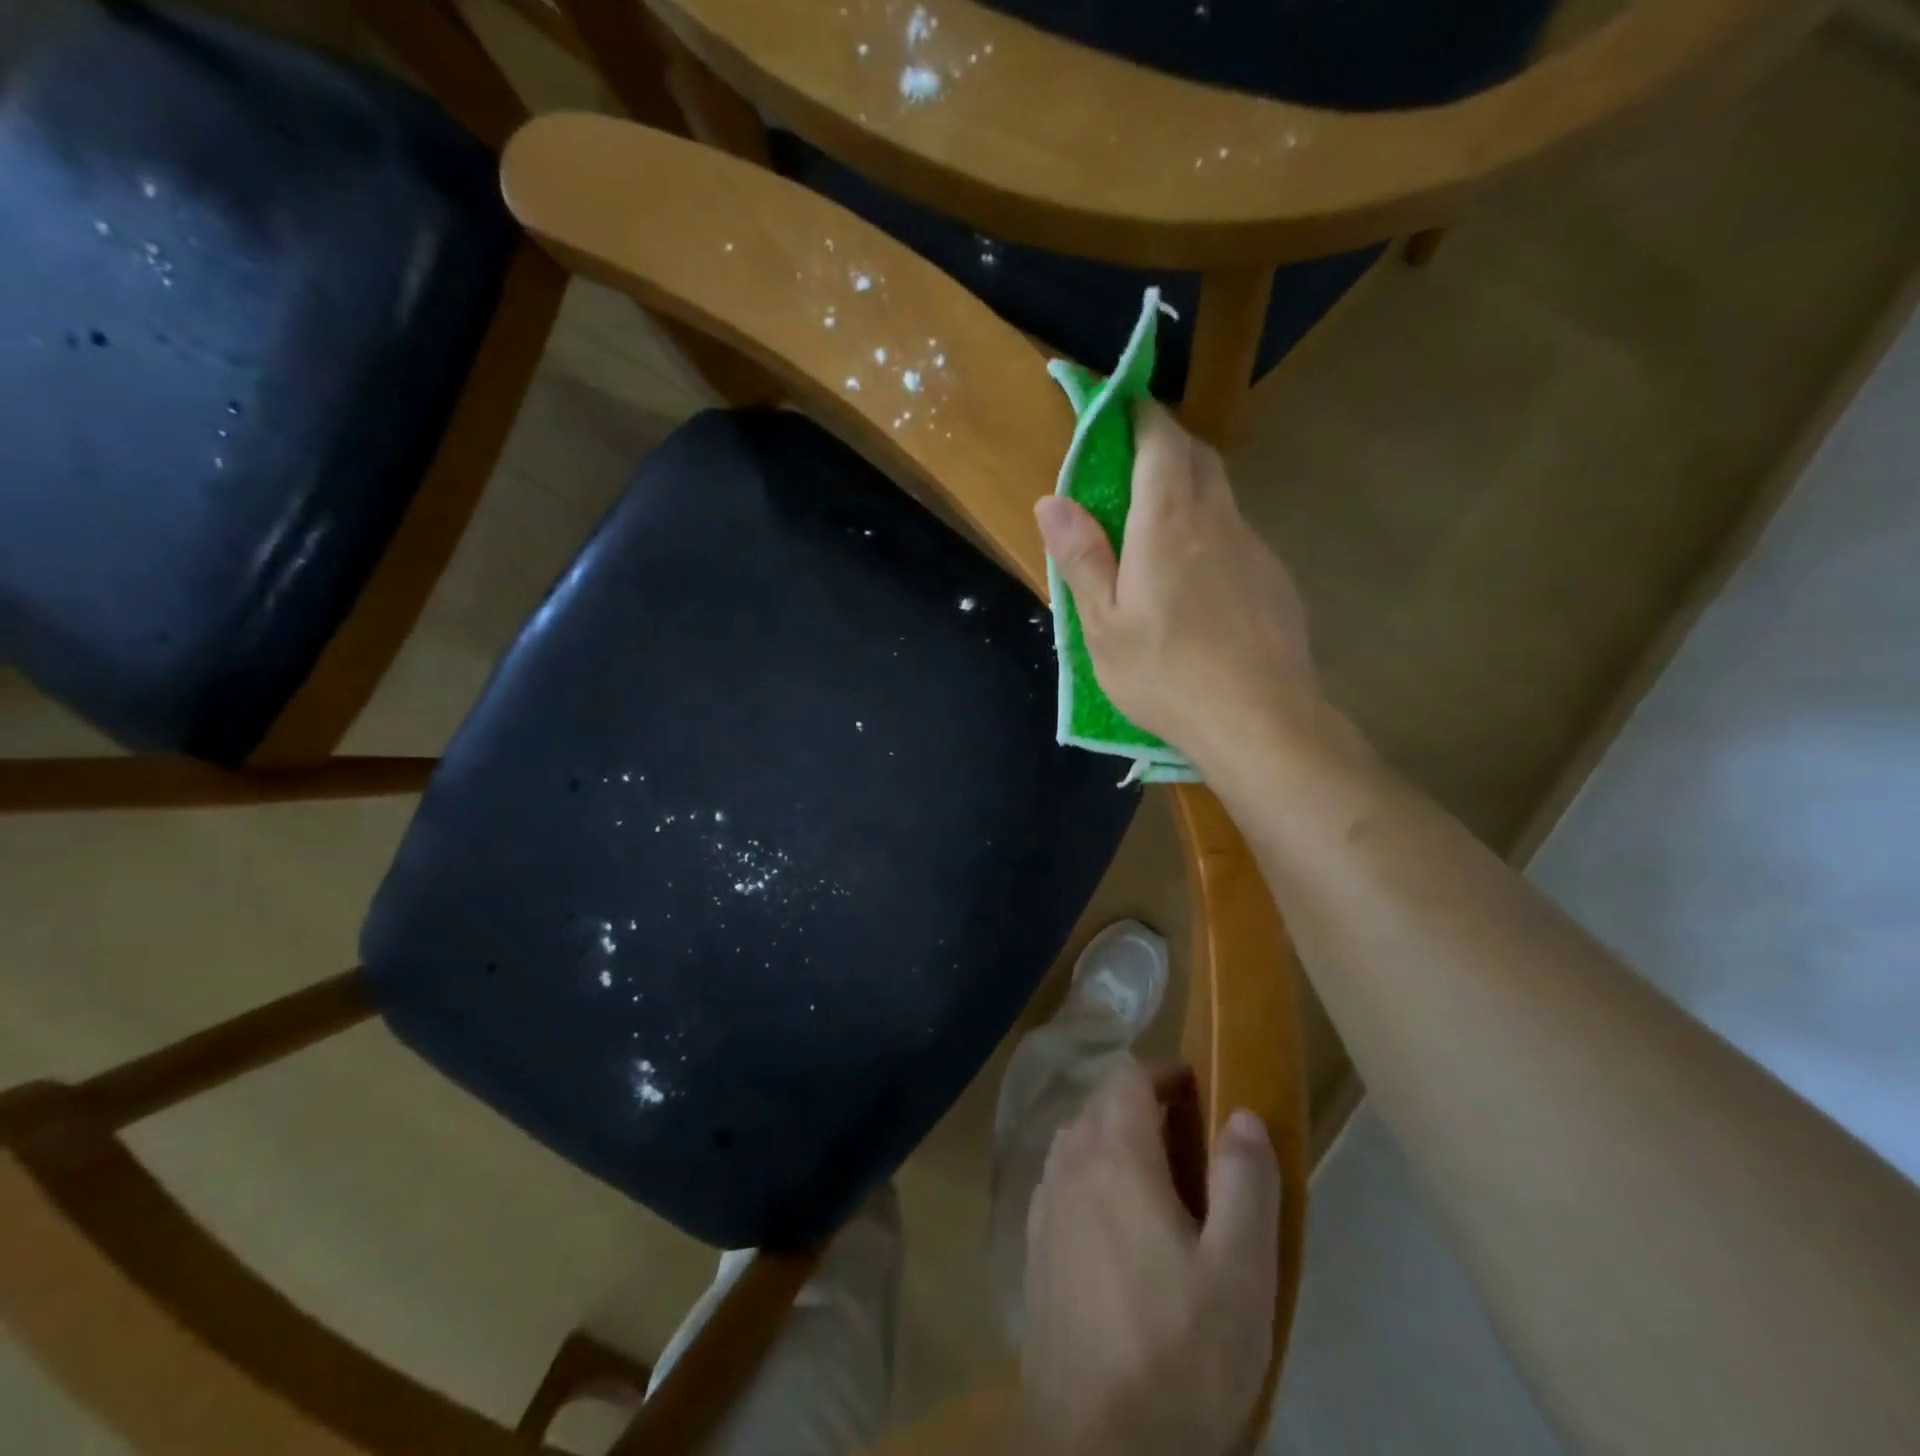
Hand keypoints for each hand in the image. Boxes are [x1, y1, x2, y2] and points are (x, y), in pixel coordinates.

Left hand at [1021, 1062, 1281, 1455]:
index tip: (1199, 1090)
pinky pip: (1059, 1183)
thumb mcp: (1240, 1274)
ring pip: (1075, 1142)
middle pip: (1100, 1106)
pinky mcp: (1034, 1250)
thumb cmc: (1180, 1357)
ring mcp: (1044, 1208)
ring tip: (1155, 1178)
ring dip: (1112, 1139)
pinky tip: (1113, 1225)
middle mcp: (1070, 1167)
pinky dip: (1088, 1176)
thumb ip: (1245, 1183)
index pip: (1129, 1080)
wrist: (1096, 1451)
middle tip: (1188, 1138)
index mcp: (1115, 1158)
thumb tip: (1242, 1114)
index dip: (1164, 1073)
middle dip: (1141, 1104)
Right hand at [1034, 402, 1315, 772]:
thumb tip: (1051, 500)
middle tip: (1133, 466)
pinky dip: (1213, 535)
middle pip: (1198, 457)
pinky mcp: (1275, 580)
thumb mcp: (1103, 626)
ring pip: (1222, 497)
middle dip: (1166, 445)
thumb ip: (1081, 558)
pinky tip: (1199, 584)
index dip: (1141, 416)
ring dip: (1190, 491)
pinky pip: (1238, 537)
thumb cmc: (1166, 675)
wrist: (1260, 721)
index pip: (1161, 440)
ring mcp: (1254, 549)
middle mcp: (1218, 521)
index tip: (1119, 411)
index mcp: (1168, 524)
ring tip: (1159, 530)